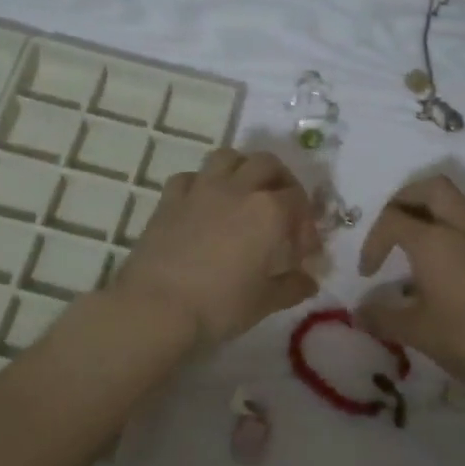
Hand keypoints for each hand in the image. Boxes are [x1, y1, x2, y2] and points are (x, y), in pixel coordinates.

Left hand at [110, 148, 320, 347]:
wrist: (156, 308)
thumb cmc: (219, 307)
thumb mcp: (264, 303)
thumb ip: (291, 287)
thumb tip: (308, 282)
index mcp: (269, 212)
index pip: (299, 200)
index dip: (306, 223)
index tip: (302, 251)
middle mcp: (238, 189)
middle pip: (268, 164)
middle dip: (280, 182)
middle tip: (281, 210)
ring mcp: (201, 189)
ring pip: (228, 157)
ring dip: (242, 169)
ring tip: (245, 194)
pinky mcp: (170, 199)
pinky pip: (191, 176)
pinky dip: (202, 183)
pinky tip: (204, 205)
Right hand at [357, 175, 464, 395]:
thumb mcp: (418, 333)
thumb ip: (383, 318)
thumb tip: (359, 312)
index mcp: (433, 241)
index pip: (392, 219)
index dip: (372, 242)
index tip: (368, 274)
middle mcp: (460, 229)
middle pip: (431, 188)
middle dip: (404, 200)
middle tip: (390, 230)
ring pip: (454, 202)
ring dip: (428, 212)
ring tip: (413, 247)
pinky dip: (448, 231)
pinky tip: (441, 270)